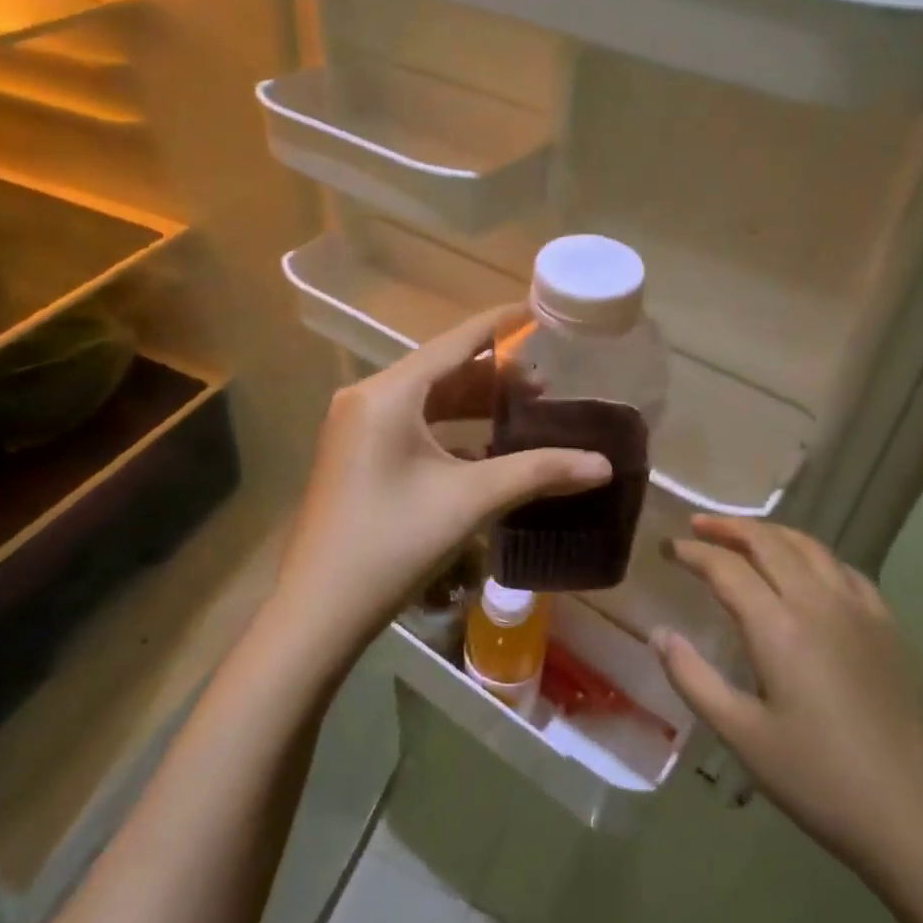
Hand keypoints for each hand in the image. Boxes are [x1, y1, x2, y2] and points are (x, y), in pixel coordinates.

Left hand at [271, 305, 610, 658]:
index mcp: (389, 393)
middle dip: (494, 376)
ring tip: (524, 413)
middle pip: (442, 371)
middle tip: (546, 387)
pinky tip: (485, 449)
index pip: (455, 342)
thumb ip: (537, 472)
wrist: (319, 611)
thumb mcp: (469, 500)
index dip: (500, 325)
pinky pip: (411, 426)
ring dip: (473, 404)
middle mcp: (368, 398)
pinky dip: (450, 430)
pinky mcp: (356, 456)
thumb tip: (602, 464)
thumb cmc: (392, 543)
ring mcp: (357, 428)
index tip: (539, 311)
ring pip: (427, 400)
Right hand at [655, 516, 922, 885]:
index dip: (692, 551)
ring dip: (770, 533)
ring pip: (808, 546)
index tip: (668, 547)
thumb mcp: (741, 734)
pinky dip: (813, 556)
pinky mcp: (887, 625)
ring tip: (744, 536)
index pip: (726, 567)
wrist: (912, 814)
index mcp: (778, 626)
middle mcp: (818, 602)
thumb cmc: (817, 778)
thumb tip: (658, 634)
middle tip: (698, 526)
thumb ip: (692, 678)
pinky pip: (843, 569)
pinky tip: (806, 570)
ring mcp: (859, 609)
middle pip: (768, 541)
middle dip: (728, 527)